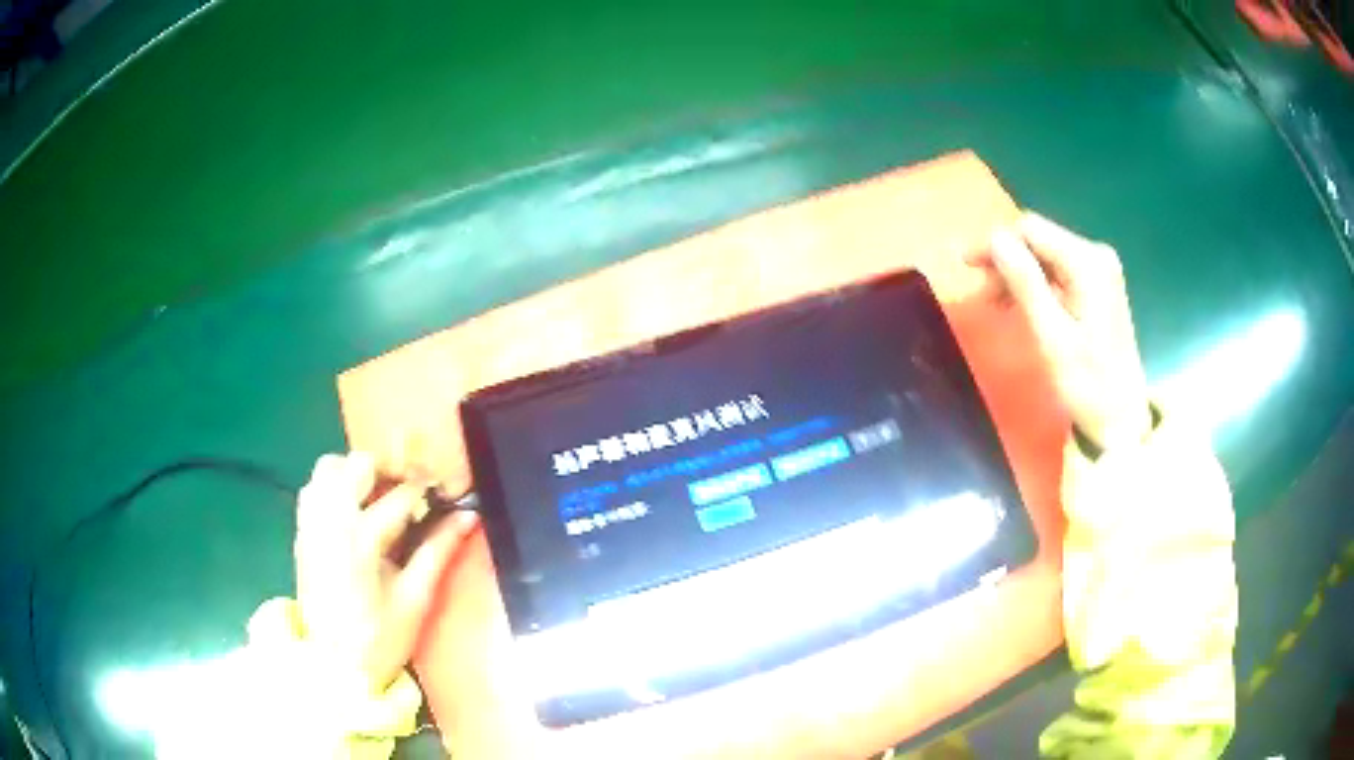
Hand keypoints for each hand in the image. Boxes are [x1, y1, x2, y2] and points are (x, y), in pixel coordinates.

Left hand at [294, 452, 478, 693]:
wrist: (333, 666)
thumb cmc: (379, 639)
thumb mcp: (415, 599)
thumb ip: (438, 551)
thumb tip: (467, 517)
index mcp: (360, 539)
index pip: (400, 496)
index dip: (429, 488)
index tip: (448, 488)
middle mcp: (329, 521)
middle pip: (356, 465)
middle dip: (388, 470)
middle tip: (411, 490)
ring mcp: (310, 525)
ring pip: (328, 469)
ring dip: (356, 474)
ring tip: (380, 496)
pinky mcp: (301, 534)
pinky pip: (314, 489)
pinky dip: (335, 487)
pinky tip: (355, 511)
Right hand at [968, 212, 1151, 449]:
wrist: (1122, 417)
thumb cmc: (1087, 383)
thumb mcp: (1052, 336)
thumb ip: (1025, 283)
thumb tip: (995, 238)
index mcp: (1088, 263)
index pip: (1031, 230)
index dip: (996, 243)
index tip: (967, 268)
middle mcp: (1096, 255)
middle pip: (1038, 239)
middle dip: (1005, 260)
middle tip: (980, 294)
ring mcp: (1099, 270)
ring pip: (1045, 255)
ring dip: (1017, 274)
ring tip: (995, 305)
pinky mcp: (1098, 285)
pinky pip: (1057, 271)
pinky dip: (1035, 284)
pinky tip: (1020, 305)